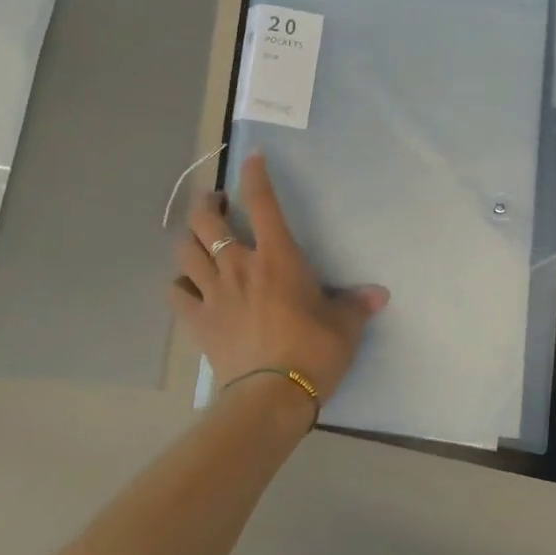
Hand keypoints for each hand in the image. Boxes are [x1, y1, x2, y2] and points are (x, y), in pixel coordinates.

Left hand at [169, 153, 388, 403]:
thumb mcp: (345, 325)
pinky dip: (179, 284)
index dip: (256, 176)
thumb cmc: (314, 351)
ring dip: (189, 236)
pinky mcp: (197, 321)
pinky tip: (187, 285)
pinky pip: (175, 294)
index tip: (252, 158)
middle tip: (218, 201)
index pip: (263, 203)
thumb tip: (380, 294)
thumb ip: (357, 304)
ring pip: (185, 250)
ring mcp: (213, 292)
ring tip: (199, 236)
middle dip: (208, 202)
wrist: (273, 396)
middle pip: (206, 219)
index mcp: (278, 257)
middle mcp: (239, 265)